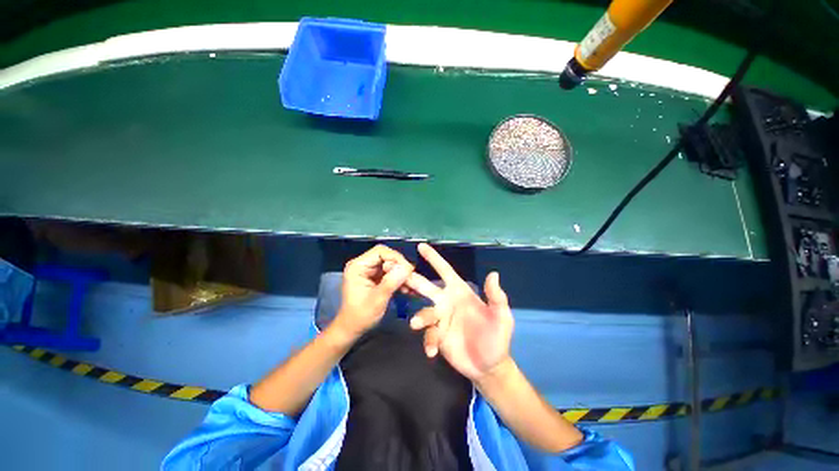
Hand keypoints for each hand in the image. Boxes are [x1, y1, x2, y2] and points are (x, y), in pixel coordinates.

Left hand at [333, 245, 413, 339]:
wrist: (352, 329)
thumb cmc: (361, 316)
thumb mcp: (377, 300)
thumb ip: (391, 282)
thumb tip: (407, 267)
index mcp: (358, 266)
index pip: (380, 252)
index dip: (396, 258)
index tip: (408, 270)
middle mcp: (363, 264)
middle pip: (387, 256)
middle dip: (400, 266)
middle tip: (411, 279)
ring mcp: (369, 270)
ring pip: (390, 264)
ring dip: (401, 273)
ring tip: (411, 285)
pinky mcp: (375, 276)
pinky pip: (390, 272)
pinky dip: (399, 278)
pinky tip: (407, 287)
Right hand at [405, 243, 513, 380]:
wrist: (489, 366)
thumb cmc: (496, 337)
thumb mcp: (501, 316)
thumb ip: (496, 297)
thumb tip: (494, 273)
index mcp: (459, 292)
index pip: (444, 271)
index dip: (434, 258)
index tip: (421, 246)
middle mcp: (446, 301)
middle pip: (426, 287)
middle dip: (412, 280)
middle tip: (398, 276)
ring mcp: (440, 319)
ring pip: (424, 313)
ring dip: (420, 317)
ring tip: (416, 324)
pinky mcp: (437, 336)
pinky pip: (428, 335)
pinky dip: (428, 341)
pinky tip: (432, 351)